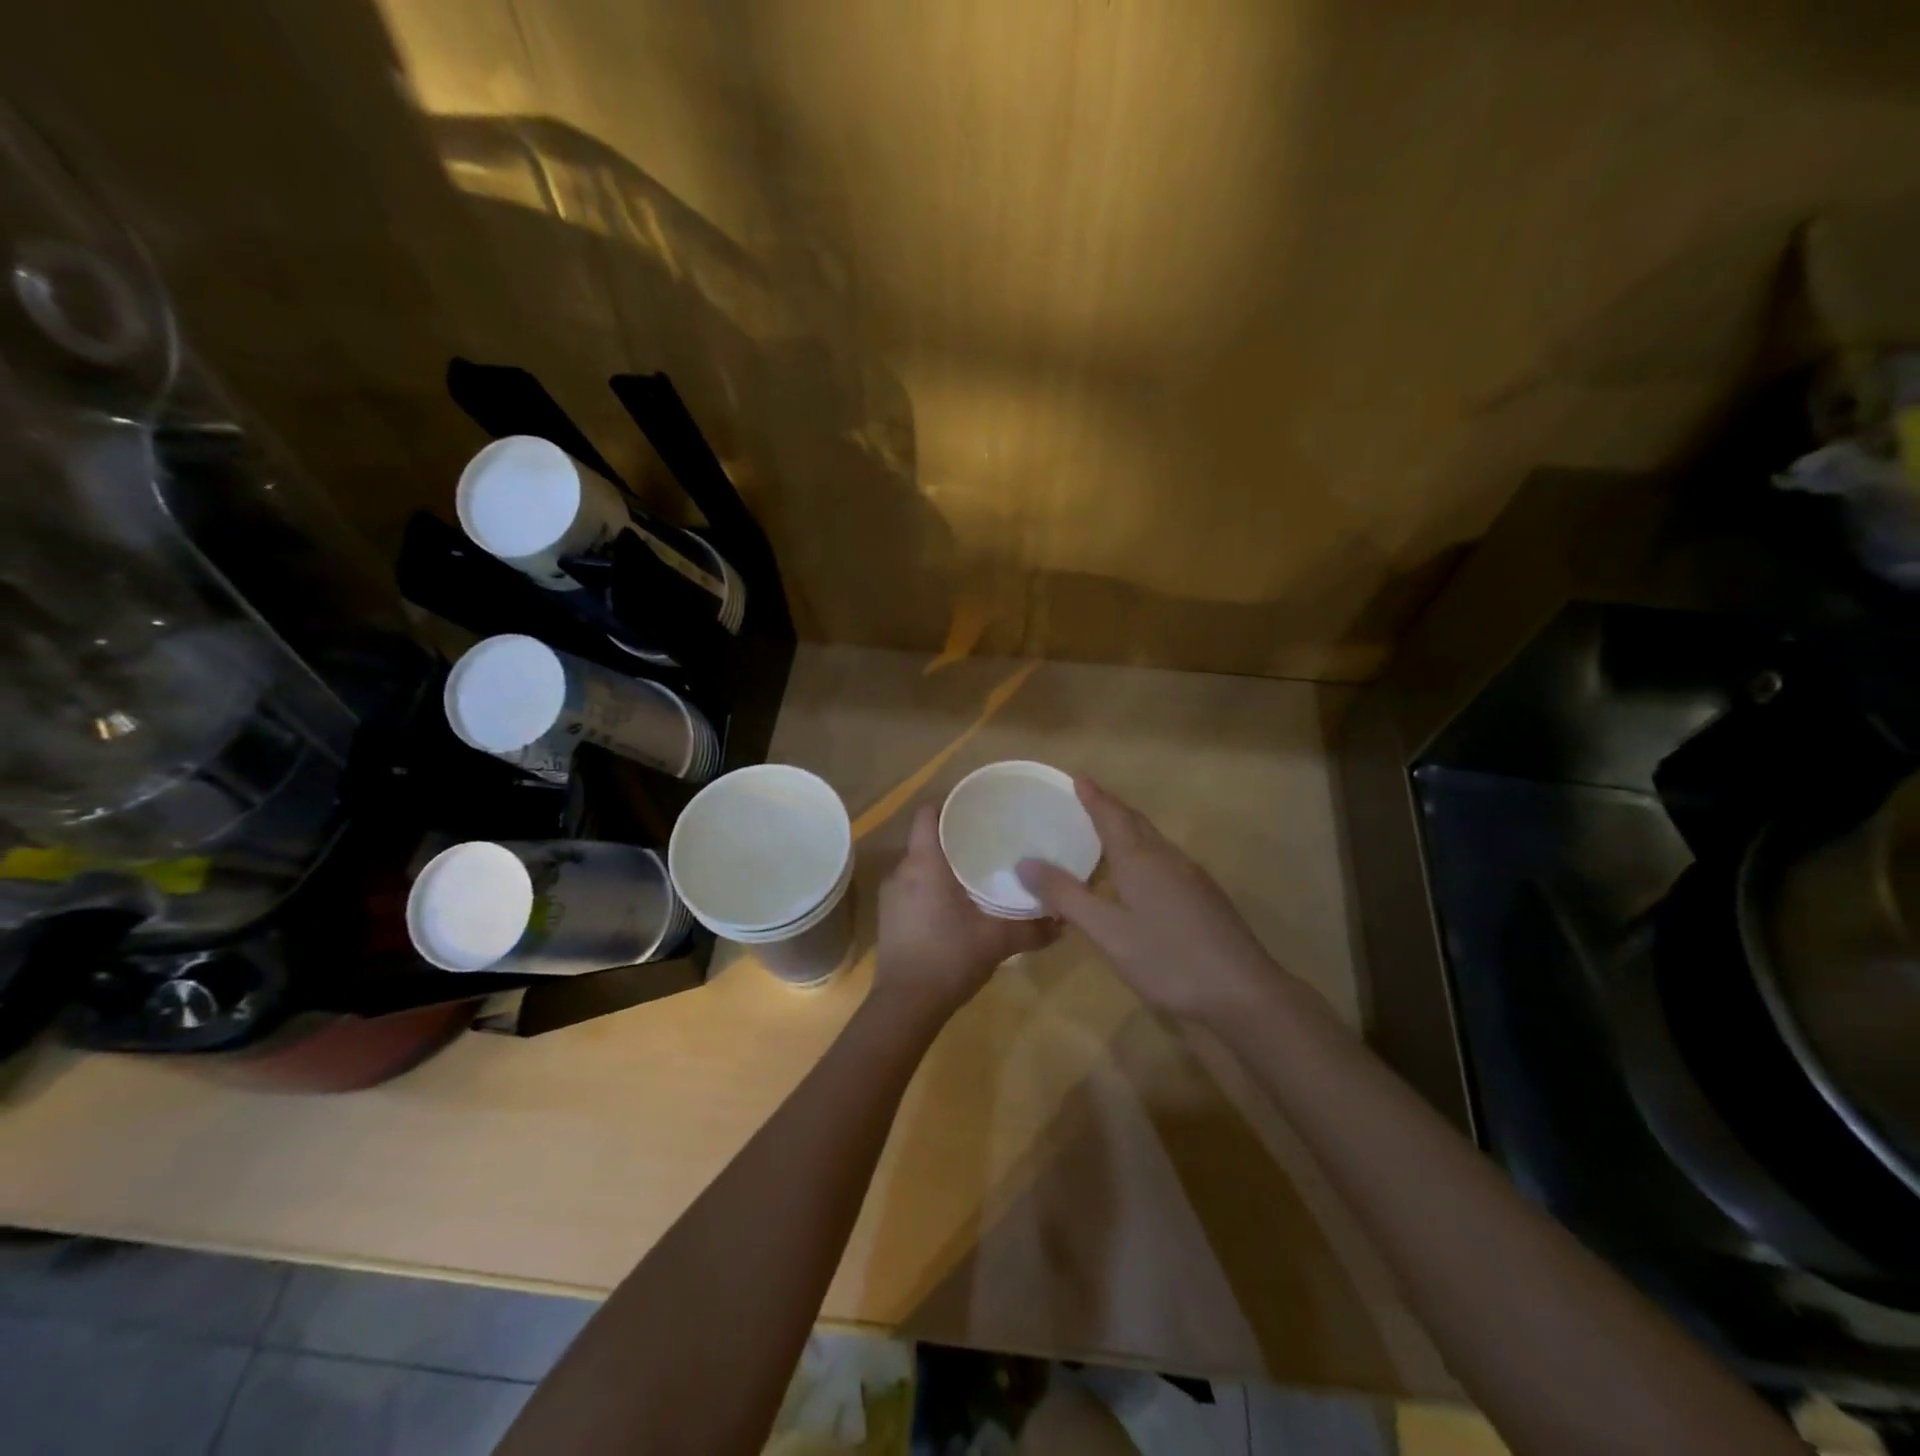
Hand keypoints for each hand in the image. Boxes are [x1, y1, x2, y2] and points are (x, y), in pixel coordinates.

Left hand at [875, 804, 1057, 1020]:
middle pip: (925, 840)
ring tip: (975, 871)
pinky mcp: (889, 918)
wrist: (905, 1006)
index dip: (948, 804)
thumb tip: (1064, 919)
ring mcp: (891, 896)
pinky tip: (954, 904)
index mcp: (924, 864)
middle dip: (953, 838)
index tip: (974, 806)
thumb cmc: (949, 958)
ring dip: (942, 866)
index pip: (927, 815)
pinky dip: (931, 887)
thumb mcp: (997, 941)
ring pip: (918, 866)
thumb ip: (1032, 928)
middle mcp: (902, 872)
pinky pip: (911, 888)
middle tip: (987, 840)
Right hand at [1016, 778, 1296, 1025]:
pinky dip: (1145, 852)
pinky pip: (1166, 859)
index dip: (1094, 797)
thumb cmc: (1168, 959)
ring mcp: (1192, 877)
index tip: (1078, 778)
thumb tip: (1025, 862)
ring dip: (1130, 828)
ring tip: (1108, 831)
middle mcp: (1168, 858)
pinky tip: (1142, 874)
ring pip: (1154, 841)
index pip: (1112, 816)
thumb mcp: (1107, 932)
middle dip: (1111, 808)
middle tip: (1087, 797)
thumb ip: (1066, 896)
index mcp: (1141, 860)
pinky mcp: (1205, 897)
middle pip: (1136, 823)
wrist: (1243, 992)